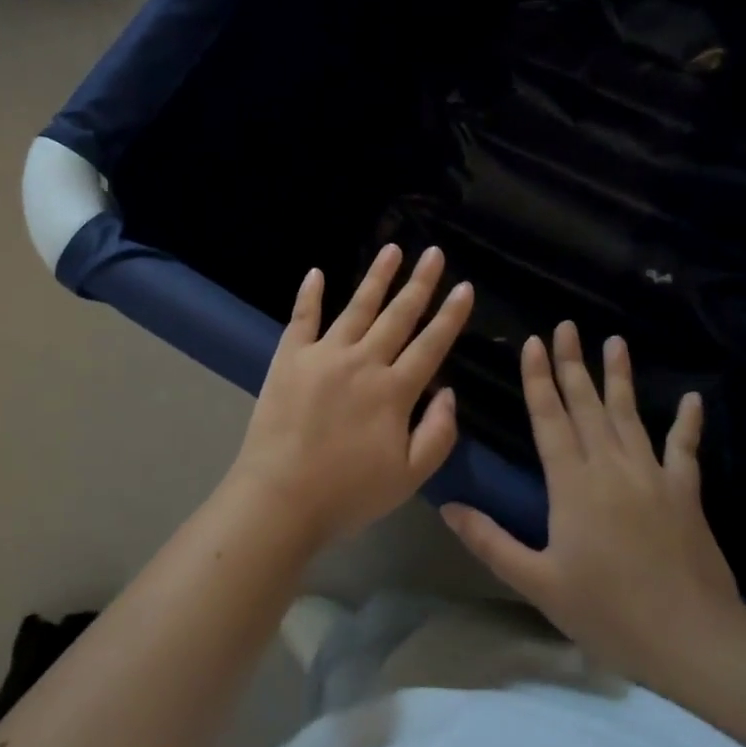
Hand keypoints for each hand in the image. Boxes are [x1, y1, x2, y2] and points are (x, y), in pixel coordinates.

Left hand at [228, 245, 474, 548]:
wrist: (280, 498)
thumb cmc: (348, 493)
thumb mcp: (409, 477)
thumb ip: (438, 434)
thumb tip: (449, 391)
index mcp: (394, 391)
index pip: (431, 344)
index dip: (451, 315)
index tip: (465, 287)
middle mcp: (363, 362)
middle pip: (398, 315)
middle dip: (420, 283)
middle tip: (434, 253)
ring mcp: (324, 354)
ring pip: (357, 306)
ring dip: (376, 277)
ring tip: (392, 249)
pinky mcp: (290, 357)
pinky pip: (302, 318)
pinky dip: (309, 294)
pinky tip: (316, 272)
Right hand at [440, 321, 745, 692]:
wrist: (693, 641)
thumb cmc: (609, 612)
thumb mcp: (538, 583)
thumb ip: (491, 542)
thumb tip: (447, 507)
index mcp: (573, 483)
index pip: (550, 418)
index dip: (538, 379)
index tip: (534, 342)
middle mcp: (610, 466)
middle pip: (586, 405)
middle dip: (573, 364)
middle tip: (567, 326)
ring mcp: (652, 475)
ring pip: (629, 415)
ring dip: (619, 377)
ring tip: (614, 341)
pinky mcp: (685, 492)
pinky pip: (684, 449)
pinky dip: (688, 422)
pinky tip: (694, 398)